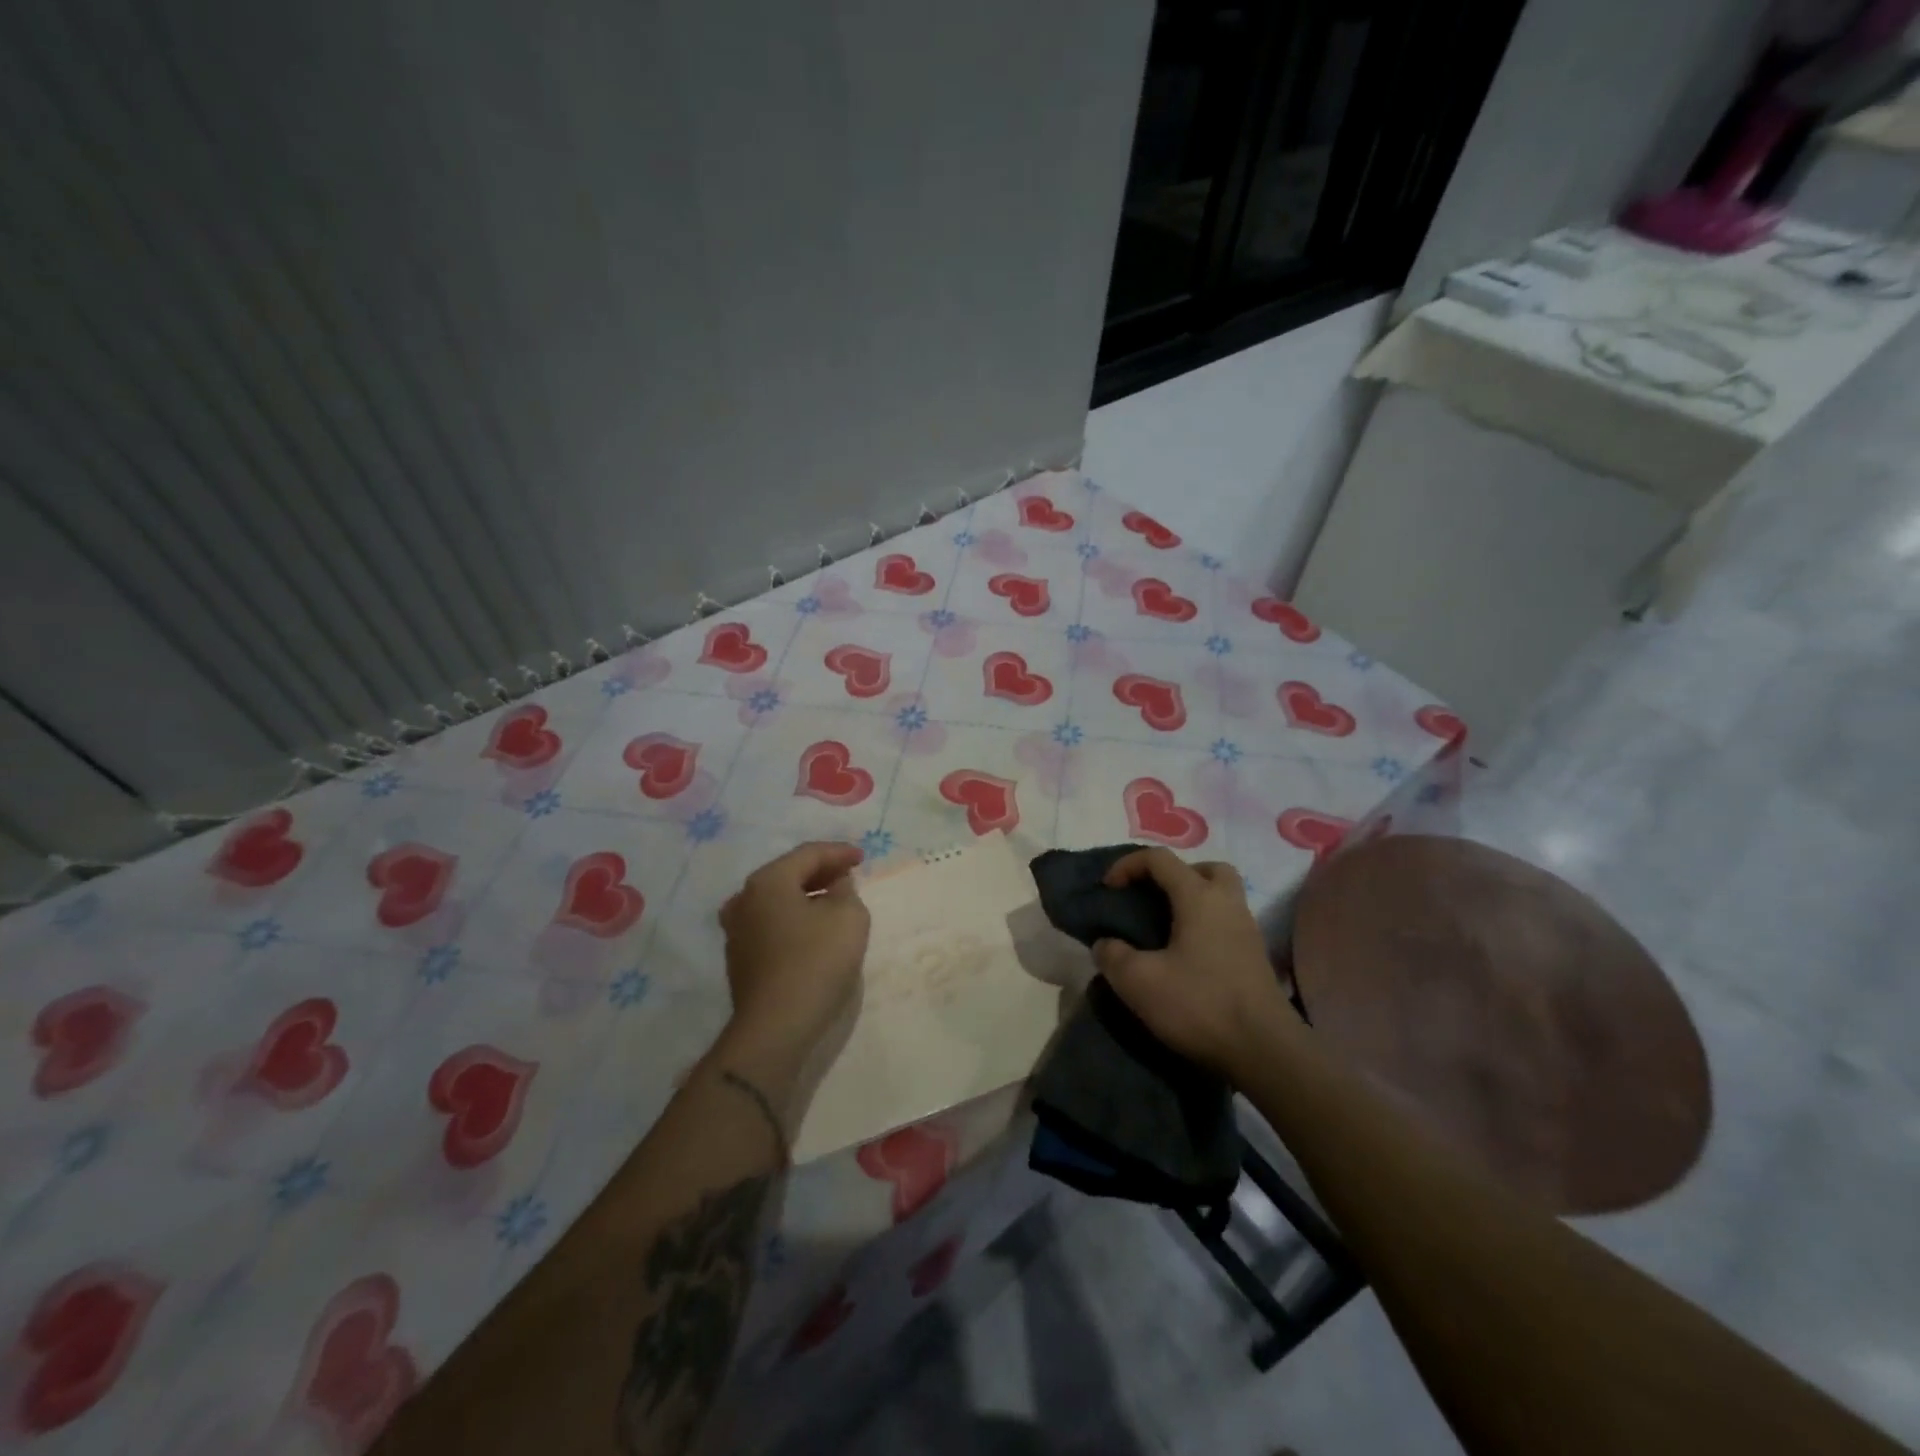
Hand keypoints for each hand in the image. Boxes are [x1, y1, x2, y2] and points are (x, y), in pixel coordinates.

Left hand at [717, 841, 870, 1063]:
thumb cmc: (816, 962)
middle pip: (789, 874)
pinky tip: (813, 930)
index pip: (808, 854)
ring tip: (834, 901)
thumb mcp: (849, 917)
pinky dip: (794, 918)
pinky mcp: (740, 959)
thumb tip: (834, 886)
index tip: (863, 858)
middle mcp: (744, 899)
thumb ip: (846, 890)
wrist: (775, 1028)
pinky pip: (772, 924)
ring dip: (807, 896)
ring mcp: (737, 931)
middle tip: (849, 876)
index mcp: (768, 881)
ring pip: (778, 900)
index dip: (839, 852)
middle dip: (821, 872)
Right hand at [1092, 848, 1290, 1077]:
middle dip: (1172, 875)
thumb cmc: (1200, 1005)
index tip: (1108, 889)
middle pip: (1203, 868)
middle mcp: (1227, 903)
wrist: (1265, 1051)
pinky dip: (1204, 926)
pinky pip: (1226, 922)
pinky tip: (1185, 956)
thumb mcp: (1139, 982)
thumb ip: (1113, 955)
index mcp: (1199, 897)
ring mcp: (1247, 929)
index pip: (1159, 859)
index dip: (1128, 864)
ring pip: (1220, 895)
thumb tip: (1105, 944)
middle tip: (1150, 898)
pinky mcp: (1255, 956)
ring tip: (1164, 928)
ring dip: (1191, 900)